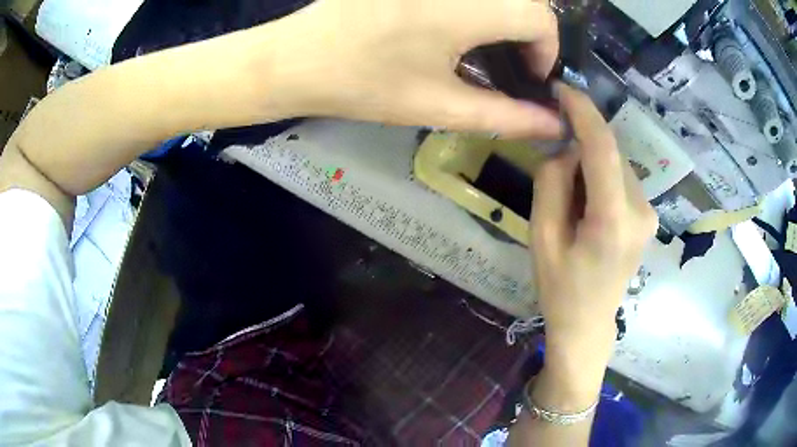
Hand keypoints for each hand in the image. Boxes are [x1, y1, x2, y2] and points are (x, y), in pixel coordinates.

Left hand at [260, 0, 562, 137]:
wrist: (294, 58)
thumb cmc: (362, 85)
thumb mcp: (439, 106)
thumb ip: (506, 116)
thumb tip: (554, 123)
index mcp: (463, 8)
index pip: (539, 14)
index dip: (546, 47)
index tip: (529, 74)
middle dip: (529, 30)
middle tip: (512, 61)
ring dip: (504, 15)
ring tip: (486, 46)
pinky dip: (478, 7)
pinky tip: (456, 30)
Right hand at [530, 85, 657, 361]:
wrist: (588, 323)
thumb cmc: (560, 288)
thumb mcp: (541, 237)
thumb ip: (552, 182)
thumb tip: (566, 148)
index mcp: (612, 222)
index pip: (603, 149)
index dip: (583, 112)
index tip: (562, 89)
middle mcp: (641, 211)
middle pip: (610, 153)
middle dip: (581, 143)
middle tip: (554, 162)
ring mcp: (649, 213)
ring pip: (616, 163)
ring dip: (590, 162)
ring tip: (571, 197)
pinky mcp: (649, 214)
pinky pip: (621, 177)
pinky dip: (600, 175)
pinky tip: (587, 203)